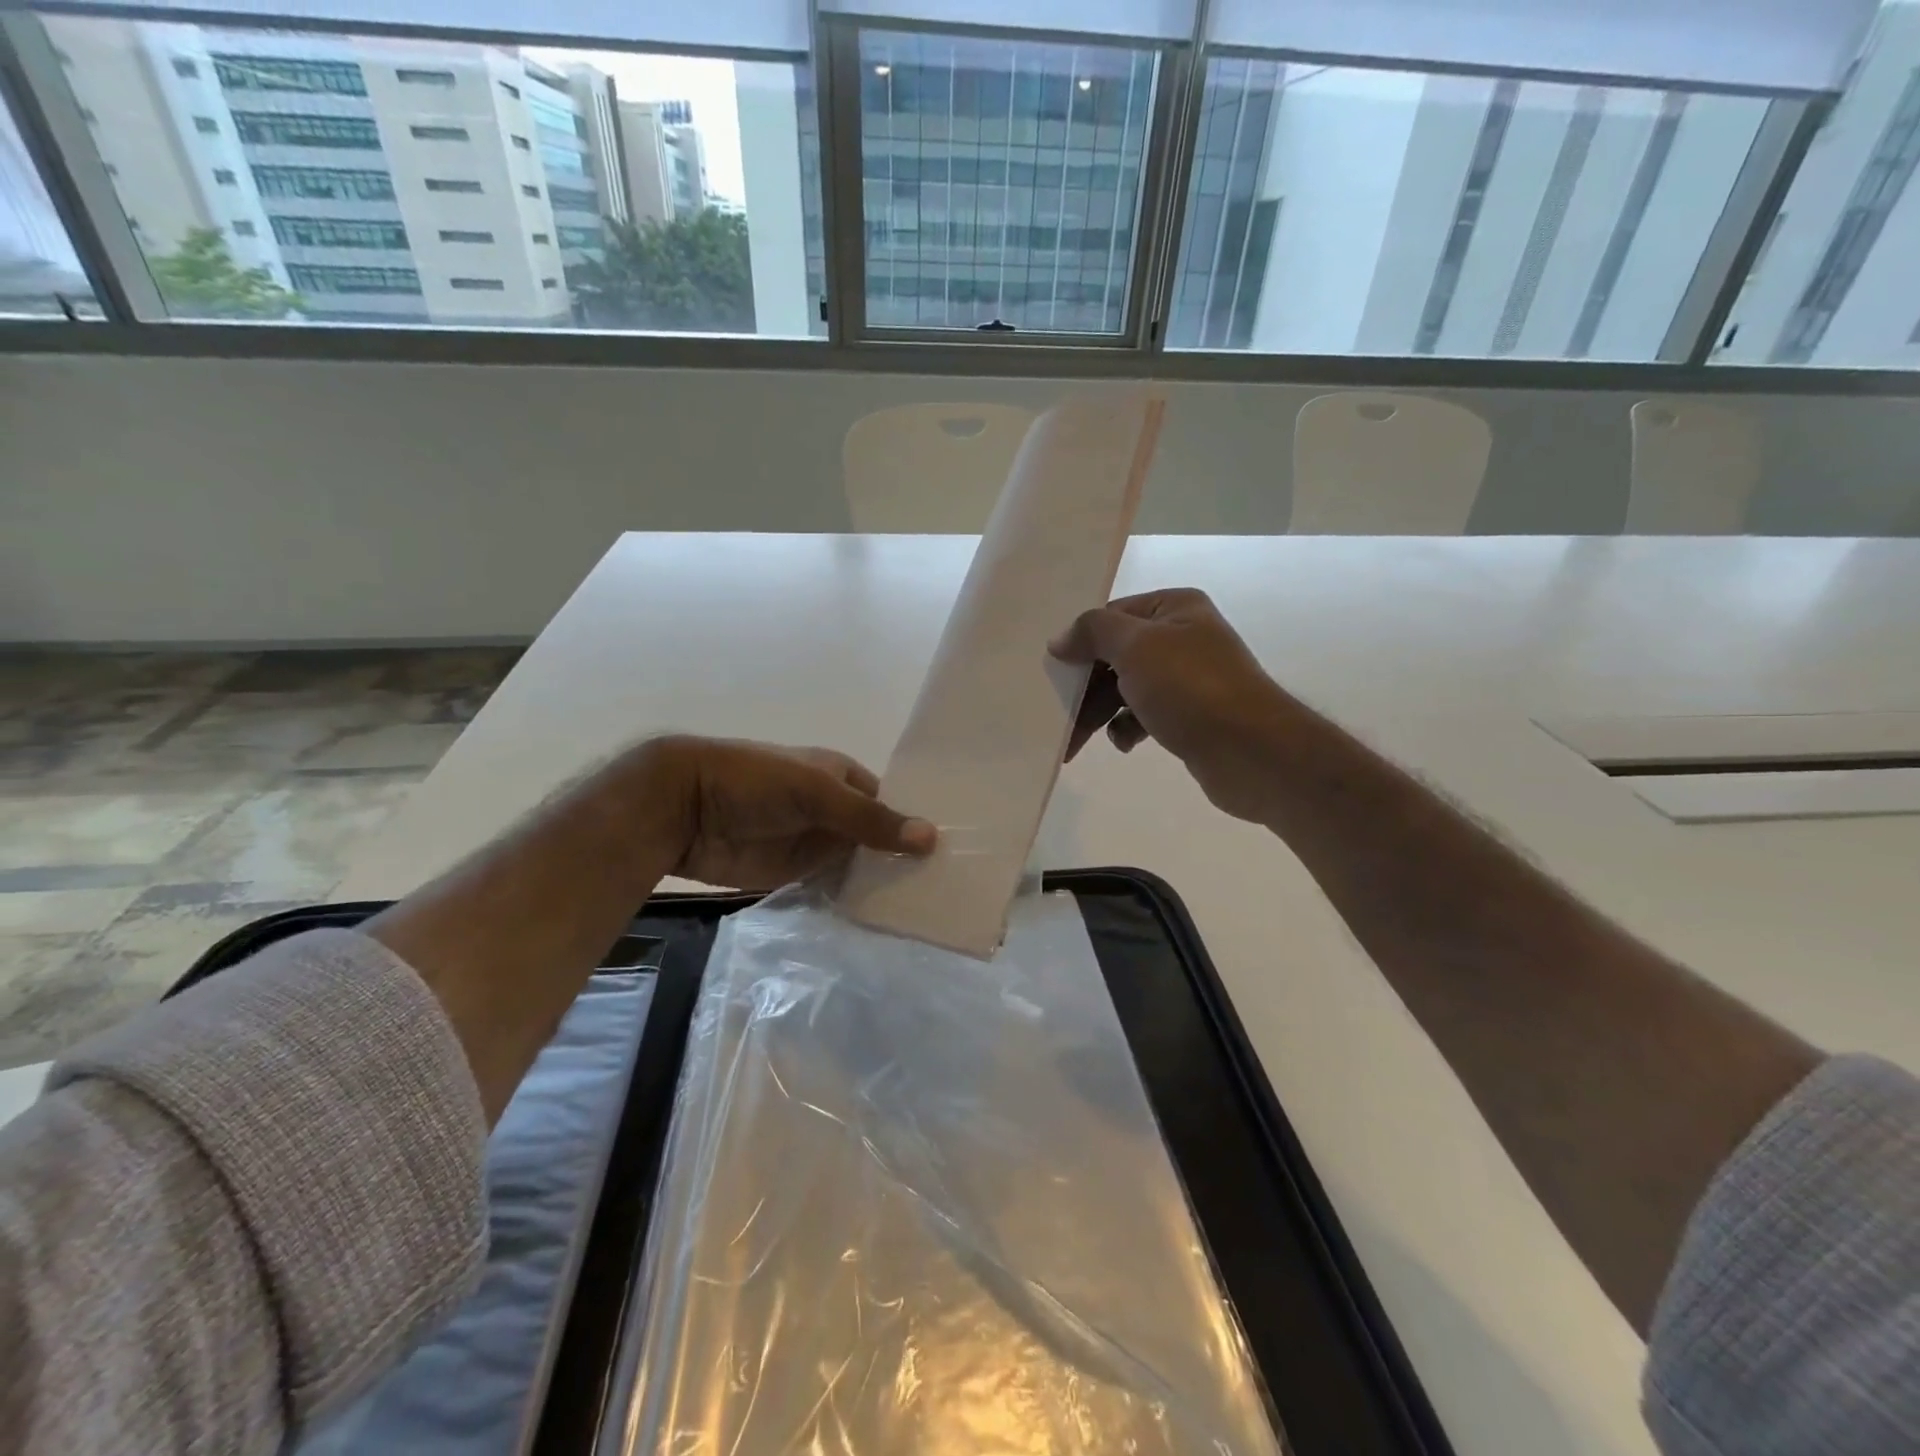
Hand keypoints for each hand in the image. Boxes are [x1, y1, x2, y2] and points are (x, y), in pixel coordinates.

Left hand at [645, 735, 935, 890]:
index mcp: (844, 779)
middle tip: (951, 887)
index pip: (892, 803)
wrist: (685, 808)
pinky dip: (855, 900)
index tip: (956, 851)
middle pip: (879, 838)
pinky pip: (834, 888)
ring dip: (884, 882)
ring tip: (931, 907)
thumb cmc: (756, 782)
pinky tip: (886, 919)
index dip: (918, 824)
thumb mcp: (818, 793)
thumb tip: (931, 838)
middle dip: (906, 858)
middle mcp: (836, 812)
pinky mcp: (796, 874)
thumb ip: (870, 820)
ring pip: (860, 865)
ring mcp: (816, 845)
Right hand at [1050, 589, 1289, 820]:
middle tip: (1056, 713)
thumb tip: (1059, 639)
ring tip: (1075, 742)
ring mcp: (1187, 679)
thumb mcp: (1135, 647)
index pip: (1112, 616)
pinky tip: (1124, 743)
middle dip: (1085, 686)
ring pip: (1125, 689)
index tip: (1052, 670)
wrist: (1251, 751)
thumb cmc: (1190, 688)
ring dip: (1098, 712)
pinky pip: (1143, 716)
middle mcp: (1182, 637)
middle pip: (1115, 655)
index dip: (1081, 641)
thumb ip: (1092, 633)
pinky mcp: (1189, 716)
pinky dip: (1126, 728)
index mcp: (1174, 608)